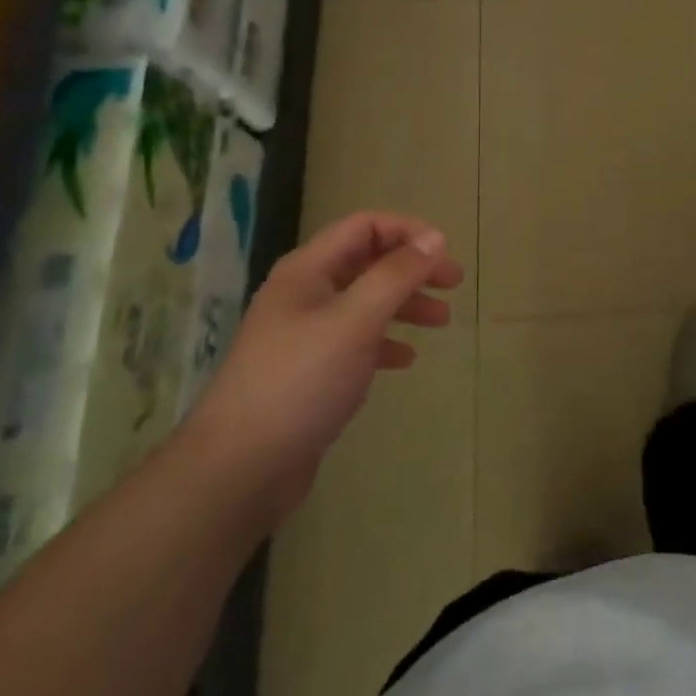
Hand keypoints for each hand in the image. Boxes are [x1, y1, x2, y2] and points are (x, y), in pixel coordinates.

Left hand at [184, 212, 463, 525]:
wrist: (240, 468)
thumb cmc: (301, 381)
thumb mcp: (356, 320)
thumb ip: (396, 275)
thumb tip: (434, 238)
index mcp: (308, 271)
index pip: (364, 227)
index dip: (407, 231)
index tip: (444, 253)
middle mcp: (305, 294)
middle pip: (368, 263)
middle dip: (413, 269)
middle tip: (454, 284)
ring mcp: (305, 334)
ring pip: (366, 303)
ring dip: (405, 304)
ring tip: (442, 321)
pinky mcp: (310, 371)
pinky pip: (356, 341)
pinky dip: (385, 342)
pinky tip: (406, 358)